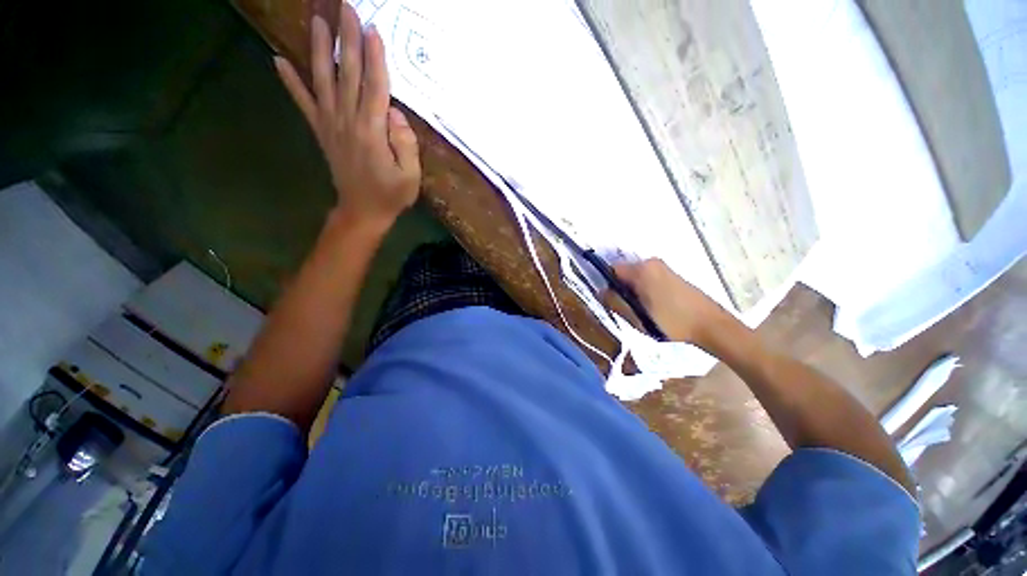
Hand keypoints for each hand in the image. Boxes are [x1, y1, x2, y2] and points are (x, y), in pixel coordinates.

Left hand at [273, 2, 420, 230]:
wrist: (363, 212)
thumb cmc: (391, 195)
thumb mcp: (410, 176)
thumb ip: (405, 143)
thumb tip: (395, 113)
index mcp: (373, 132)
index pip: (375, 86)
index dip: (375, 57)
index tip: (372, 29)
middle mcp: (348, 121)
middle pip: (348, 74)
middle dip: (348, 40)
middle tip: (345, 8)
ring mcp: (330, 125)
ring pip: (323, 80)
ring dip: (319, 49)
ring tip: (316, 20)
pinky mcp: (321, 132)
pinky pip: (303, 103)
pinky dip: (290, 82)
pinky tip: (278, 60)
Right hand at [608, 258, 737, 348]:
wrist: (711, 325)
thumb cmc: (672, 321)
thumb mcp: (638, 317)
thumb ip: (616, 302)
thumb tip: (600, 292)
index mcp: (641, 270)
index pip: (611, 270)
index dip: (607, 285)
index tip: (611, 301)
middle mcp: (651, 262)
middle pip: (623, 273)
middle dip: (620, 289)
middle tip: (627, 310)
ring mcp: (662, 267)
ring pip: (635, 277)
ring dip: (633, 291)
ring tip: (641, 311)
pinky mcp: (671, 274)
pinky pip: (647, 278)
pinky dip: (644, 290)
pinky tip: (653, 307)